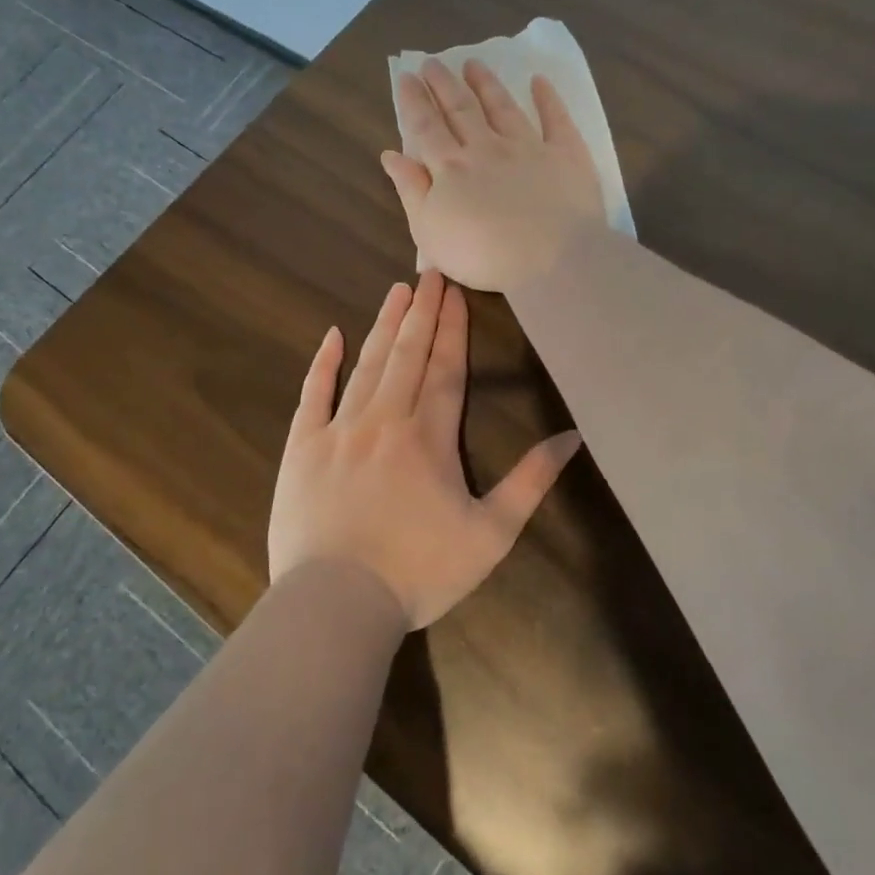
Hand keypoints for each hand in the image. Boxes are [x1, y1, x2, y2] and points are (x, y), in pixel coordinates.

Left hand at [268, 271, 581, 629]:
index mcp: (429, 438)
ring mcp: (339, 430)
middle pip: (407, 355)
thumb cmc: (419, 571)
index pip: (446, 369)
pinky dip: (323, 364)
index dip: (453, 329)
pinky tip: (332, 335)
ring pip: (366, 365)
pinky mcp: (302, 448)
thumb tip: (572, 437)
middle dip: (422, 312)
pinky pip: (313, 395)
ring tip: (397, 291)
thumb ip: (530, 482)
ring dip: (384, 325)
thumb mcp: (490, 534)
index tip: (456, 292)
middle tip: (429, 271)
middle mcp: (385, 420)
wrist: (337, 603)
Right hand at [382, 61, 603, 293]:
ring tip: (473, 63)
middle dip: (444, 84)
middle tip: (433, 62)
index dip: (414, 101)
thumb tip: (390, 154)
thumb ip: (410, 190)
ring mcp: (528, 148)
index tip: (407, 76)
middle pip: (461, 110)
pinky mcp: (565, 155)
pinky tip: (539, 81)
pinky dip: (547, 98)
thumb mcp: (429, 231)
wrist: (550, 260)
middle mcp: (486, 149)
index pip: (426, 127)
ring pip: (502, 107)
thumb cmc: (482, 255)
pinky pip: (555, 119)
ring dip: (486, 84)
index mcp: (450, 169)